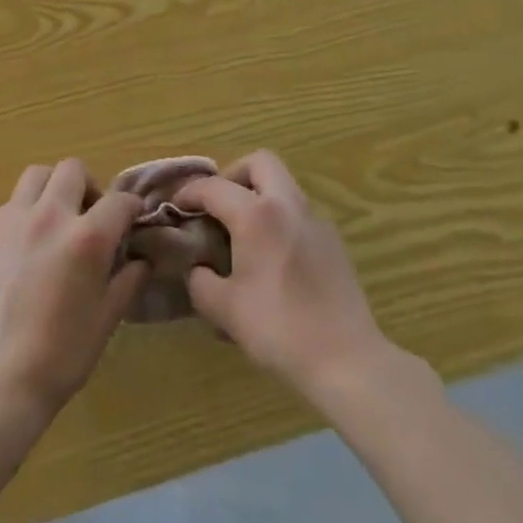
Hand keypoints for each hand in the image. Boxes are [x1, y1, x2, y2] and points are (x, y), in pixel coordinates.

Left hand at [0, 160, 148, 416]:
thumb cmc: (62, 355)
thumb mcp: (107, 319)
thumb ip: (127, 280)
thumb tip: (140, 260)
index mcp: (87, 237)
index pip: (119, 201)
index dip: (132, 208)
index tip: (134, 219)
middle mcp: (52, 215)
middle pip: (73, 170)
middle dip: (90, 187)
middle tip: (93, 217)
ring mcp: (16, 220)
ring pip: (38, 174)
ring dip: (55, 187)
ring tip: (60, 218)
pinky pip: (14, 201)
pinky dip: (29, 207)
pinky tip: (32, 239)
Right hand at [174, 151, 387, 394]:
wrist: (347, 360)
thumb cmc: (279, 329)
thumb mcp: (225, 310)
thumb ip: (200, 282)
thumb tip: (197, 269)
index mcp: (257, 215)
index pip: (214, 187)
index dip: (189, 192)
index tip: (175, 206)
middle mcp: (288, 205)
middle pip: (261, 163)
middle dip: (234, 175)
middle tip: (218, 206)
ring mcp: (316, 220)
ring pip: (284, 186)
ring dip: (259, 196)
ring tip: (243, 234)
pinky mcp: (333, 241)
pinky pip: (298, 213)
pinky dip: (279, 219)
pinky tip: (272, 258)